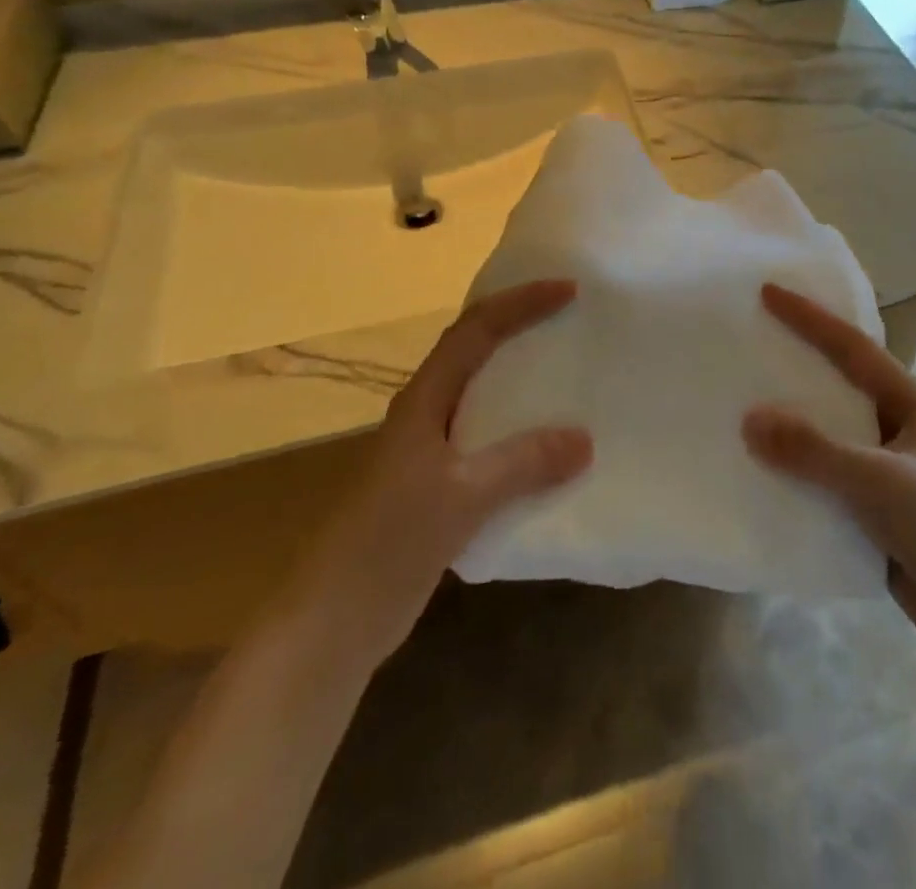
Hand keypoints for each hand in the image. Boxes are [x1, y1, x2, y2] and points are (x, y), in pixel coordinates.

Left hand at [300, 280, 590, 662]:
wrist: (330, 624)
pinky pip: (488, 439)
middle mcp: (425, 414)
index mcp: (424, 401)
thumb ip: (522, 464)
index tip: (568, 290)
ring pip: (482, 395)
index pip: (474, 331)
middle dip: (519, 324)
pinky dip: (519, 429)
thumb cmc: (387, 545)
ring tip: (568, 370)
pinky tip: (548, 447)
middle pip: (474, 350)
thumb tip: (585, 438)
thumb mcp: (460, 499)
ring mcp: (428, 452)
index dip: (519, 303)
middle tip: (570, 317)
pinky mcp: (437, 487)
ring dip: (520, 376)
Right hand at [744, 284, 915, 661]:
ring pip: (829, 426)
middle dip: (799, 357)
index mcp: (911, 402)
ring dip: (793, 413)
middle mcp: (898, 424)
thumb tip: (749, 418)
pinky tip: (762, 462)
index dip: (811, 317)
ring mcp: (886, 464)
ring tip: (745, 394)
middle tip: (753, 336)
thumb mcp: (878, 481)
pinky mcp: (872, 502)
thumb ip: (814, 450)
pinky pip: (824, 468)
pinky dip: (795, 460)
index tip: (769, 291)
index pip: (852, 348)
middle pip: (839, 379)